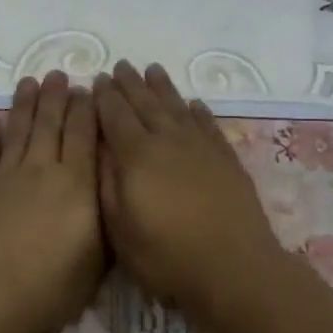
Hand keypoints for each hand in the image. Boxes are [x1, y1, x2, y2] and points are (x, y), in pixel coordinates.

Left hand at [0, 71, 103, 332]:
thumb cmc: (51, 287)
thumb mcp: (98, 259)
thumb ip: (105, 218)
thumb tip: (111, 188)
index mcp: (76, 183)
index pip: (84, 135)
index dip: (87, 110)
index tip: (89, 88)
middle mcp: (42, 170)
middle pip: (50, 124)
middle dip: (56, 97)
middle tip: (58, 75)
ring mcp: (7, 176)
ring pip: (19, 130)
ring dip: (24, 104)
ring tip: (29, 82)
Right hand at [93, 61, 289, 313]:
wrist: (234, 267)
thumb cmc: (167, 255)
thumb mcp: (120, 228)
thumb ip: (107, 182)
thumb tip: (99, 147)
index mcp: (137, 156)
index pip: (115, 116)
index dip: (105, 98)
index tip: (97, 79)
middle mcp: (168, 141)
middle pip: (146, 104)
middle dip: (130, 84)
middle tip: (121, 65)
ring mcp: (201, 148)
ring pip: (177, 107)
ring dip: (163, 88)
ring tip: (152, 69)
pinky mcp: (226, 159)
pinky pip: (208, 125)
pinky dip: (197, 111)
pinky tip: (193, 104)